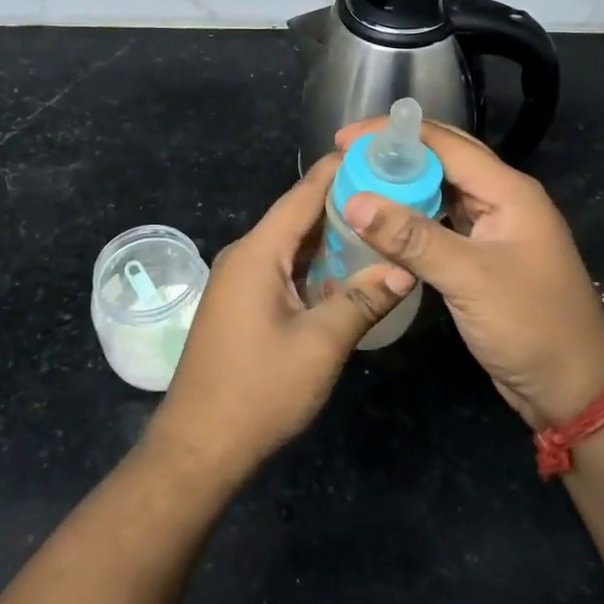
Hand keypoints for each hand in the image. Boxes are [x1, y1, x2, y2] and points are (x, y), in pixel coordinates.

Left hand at [146, 154, 414, 484]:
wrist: (199, 447)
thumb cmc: (258, 391)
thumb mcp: (321, 345)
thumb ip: (363, 301)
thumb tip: (405, 269)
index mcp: (258, 251)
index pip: (303, 193)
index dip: (341, 170)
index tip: (381, 156)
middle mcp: (246, 255)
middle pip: (299, 216)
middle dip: (346, 205)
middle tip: (396, 195)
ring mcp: (241, 280)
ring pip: (293, 245)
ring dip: (333, 238)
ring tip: (383, 227)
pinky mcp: (243, 303)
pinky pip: (285, 269)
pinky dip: (317, 265)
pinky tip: (350, 271)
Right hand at [335, 120, 603, 428]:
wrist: (573, 387)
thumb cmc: (530, 325)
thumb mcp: (469, 278)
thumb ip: (412, 238)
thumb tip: (355, 202)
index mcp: (508, 191)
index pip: (445, 144)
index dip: (393, 136)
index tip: (344, 141)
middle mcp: (502, 199)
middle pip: (444, 160)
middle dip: (396, 154)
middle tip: (346, 158)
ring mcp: (494, 228)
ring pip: (441, 191)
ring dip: (403, 184)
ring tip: (358, 183)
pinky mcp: (483, 256)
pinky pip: (442, 222)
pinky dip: (412, 217)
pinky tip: (383, 222)